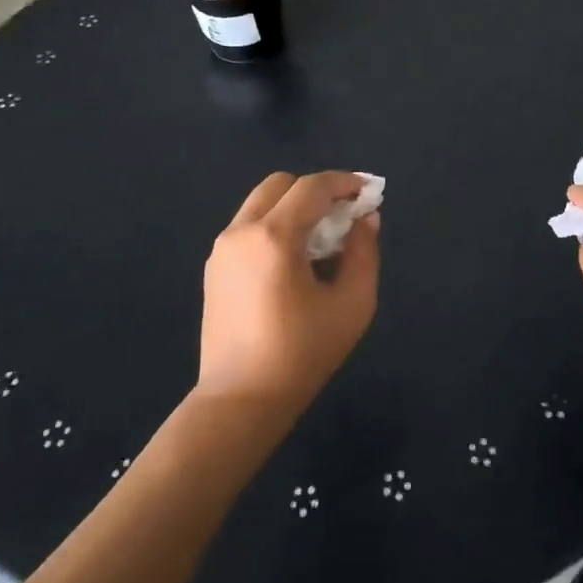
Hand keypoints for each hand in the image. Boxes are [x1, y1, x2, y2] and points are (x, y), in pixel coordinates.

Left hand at [197, 171, 379, 417]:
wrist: (241, 400)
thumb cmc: (303, 353)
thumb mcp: (352, 303)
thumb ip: (364, 252)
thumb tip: (365, 219)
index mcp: (273, 236)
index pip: (312, 187)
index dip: (345, 182)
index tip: (369, 191)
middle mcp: (241, 232)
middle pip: (280, 185)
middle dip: (316, 191)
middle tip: (344, 216)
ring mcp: (221, 250)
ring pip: (261, 205)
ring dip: (294, 209)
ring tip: (322, 242)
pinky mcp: (214, 269)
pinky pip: (248, 229)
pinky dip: (275, 227)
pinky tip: (295, 263)